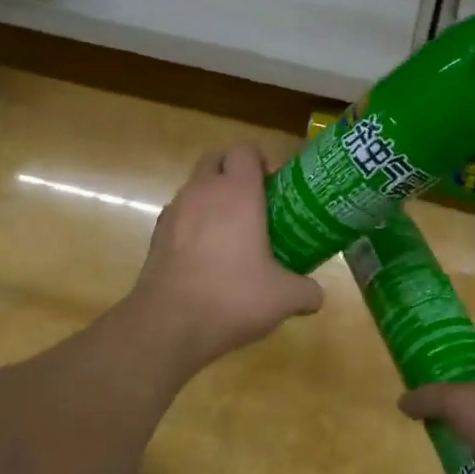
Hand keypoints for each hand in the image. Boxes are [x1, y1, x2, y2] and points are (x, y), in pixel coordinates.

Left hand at [126, 143, 323, 369]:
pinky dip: (194, 223)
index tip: (276, 185)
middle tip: (256, 201)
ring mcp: (174, 211)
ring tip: (233, 231)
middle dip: (234, 171)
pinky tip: (207, 254)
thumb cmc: (233, 297)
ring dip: (213, 197)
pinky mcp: (157, 235)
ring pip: (195, 187)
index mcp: (237, 192)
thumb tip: (317, 295)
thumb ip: (307, 291)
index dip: (262, 160)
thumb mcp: (284, 298)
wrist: (169, 323)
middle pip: (216, 159)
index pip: (245, 149)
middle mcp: (202, 191)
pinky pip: (180, 215)